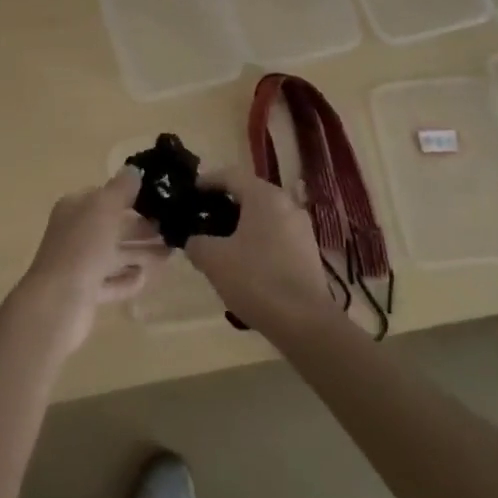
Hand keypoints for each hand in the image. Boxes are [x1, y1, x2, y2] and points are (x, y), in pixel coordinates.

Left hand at [15, 168, 167, 357]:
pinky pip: (112, 282)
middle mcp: (75, 233)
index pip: (105, 196)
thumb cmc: (82, 248)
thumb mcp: (104, 208)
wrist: (58, 303)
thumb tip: (134, 170)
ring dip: (141, 253)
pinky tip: (147, 277)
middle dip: (142, 228)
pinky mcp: (86, 293)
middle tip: (174, 228)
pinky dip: (128, 279)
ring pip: (115, 255)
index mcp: (75, 208)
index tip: (161, 199)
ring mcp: (79, 264)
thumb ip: (121, 188)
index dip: (132, 196)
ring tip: (171, 253)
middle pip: (113, 226)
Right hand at [185, 168, 335, 337]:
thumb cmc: (255, 279)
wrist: (304, 322)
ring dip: (241, 225)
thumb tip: (194, 241)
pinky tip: (244, 264)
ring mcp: (302, 229)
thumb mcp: (213, 259)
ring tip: (219, 244)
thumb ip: (197, 243)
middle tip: (201, 219)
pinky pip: (276, 236)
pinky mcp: (308, 252)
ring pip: (264, 217)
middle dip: (224, 205)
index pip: (230, 175)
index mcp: (264, 196)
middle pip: (249, 194)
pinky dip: (257, 241)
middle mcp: (287, 205)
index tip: (189, 193)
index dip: (206, 181)